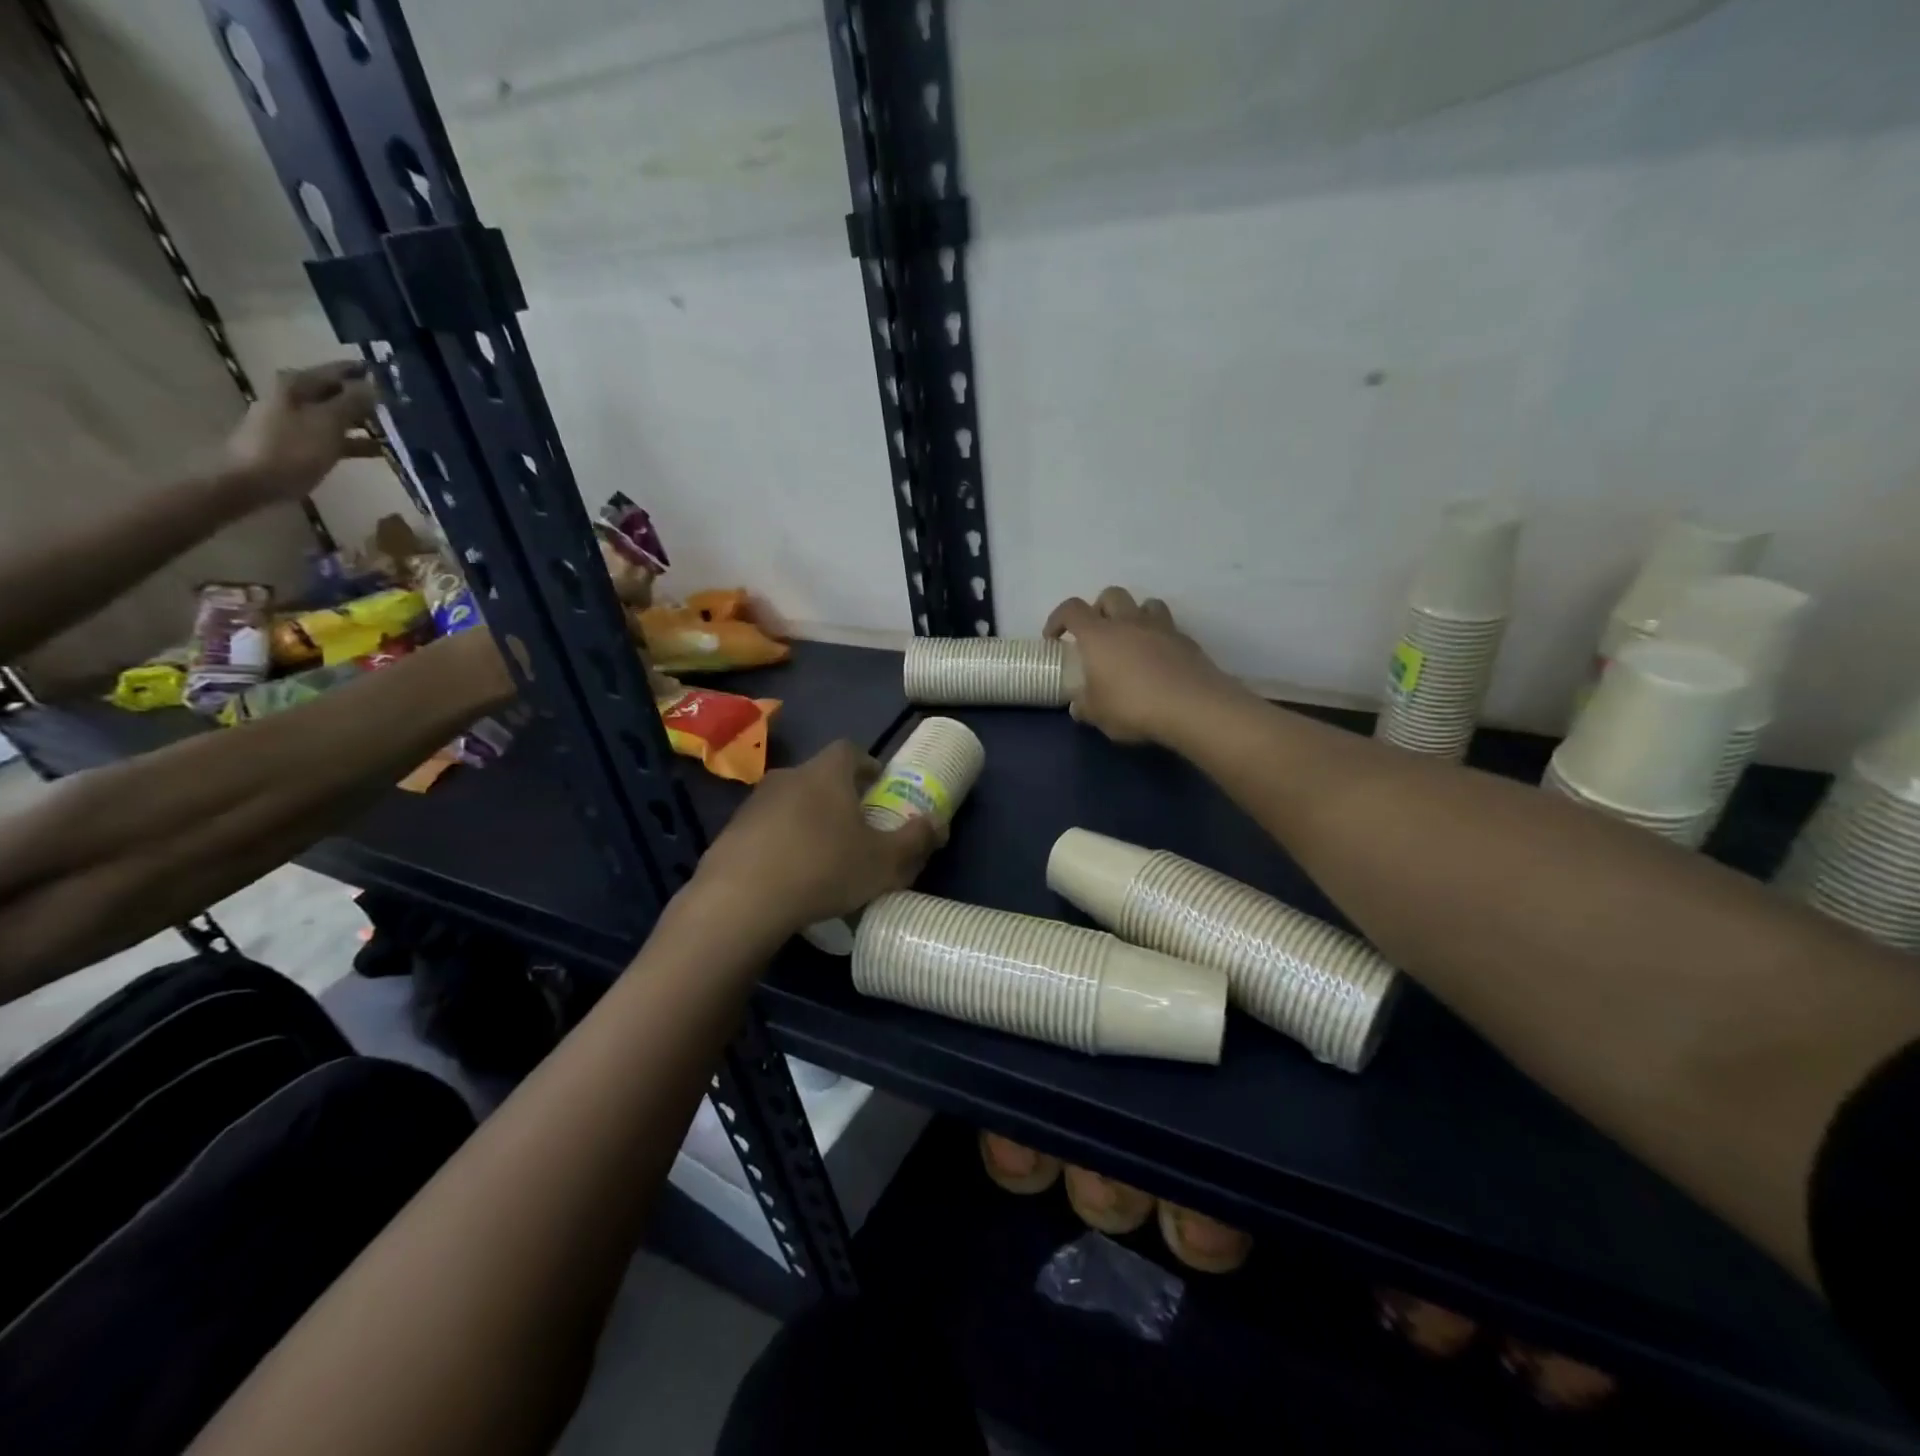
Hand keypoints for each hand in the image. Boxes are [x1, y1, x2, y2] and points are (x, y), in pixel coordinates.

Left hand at [223, 360, 382, 502]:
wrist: (252, 481)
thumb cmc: (292, 449)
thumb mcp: (328, 423)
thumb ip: (353, 402)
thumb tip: (374, 385)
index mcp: (298, 384)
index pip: (338, 371)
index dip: (365, 374)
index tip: (394, 379)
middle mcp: (295, 396)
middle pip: (337, 393)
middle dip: (367, 400)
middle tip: (401, 408)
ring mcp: (296, 420)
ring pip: (338, 416)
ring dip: (364, 423)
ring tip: (396, 432)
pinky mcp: (300, 443)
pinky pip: (334, 436)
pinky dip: (355, 441)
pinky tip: (378, 451)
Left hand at [692, 741, 943, 932]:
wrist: (741, 900)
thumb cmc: (824, 869)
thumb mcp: (884, 862)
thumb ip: (916, 840)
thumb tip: (938, 823)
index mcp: (826, 773)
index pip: (850, 750)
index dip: (867, 765)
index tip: (878, 786)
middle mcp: (788, 777)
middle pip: (819, 776)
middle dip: (839, 796)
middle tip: (856, 825)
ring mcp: (754, 803)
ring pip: (790, 802)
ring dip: (807, 819)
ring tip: (822, 854)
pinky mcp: (730, 832)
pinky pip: (765, 829)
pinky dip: (780, 842)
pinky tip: (788, 874)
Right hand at [1044, 587, 1244, 745]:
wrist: (1192, 706)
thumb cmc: (1133, 706)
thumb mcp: (1098, 714)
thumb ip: (1085, 706)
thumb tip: (1078, 706)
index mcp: (1098, 635)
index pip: (1071, 610)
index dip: (1058, 618)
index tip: (1054, 638)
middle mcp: (1128, 622)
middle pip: (1111, 595)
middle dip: (1099, 609)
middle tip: (1096, 634)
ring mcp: (1161, 628)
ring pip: (1145, 604)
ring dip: (1134, 615)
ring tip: (1131, 640)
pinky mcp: (1187, 641)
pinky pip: (1168, 628)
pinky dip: (1159, 637)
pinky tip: (1158, 661)